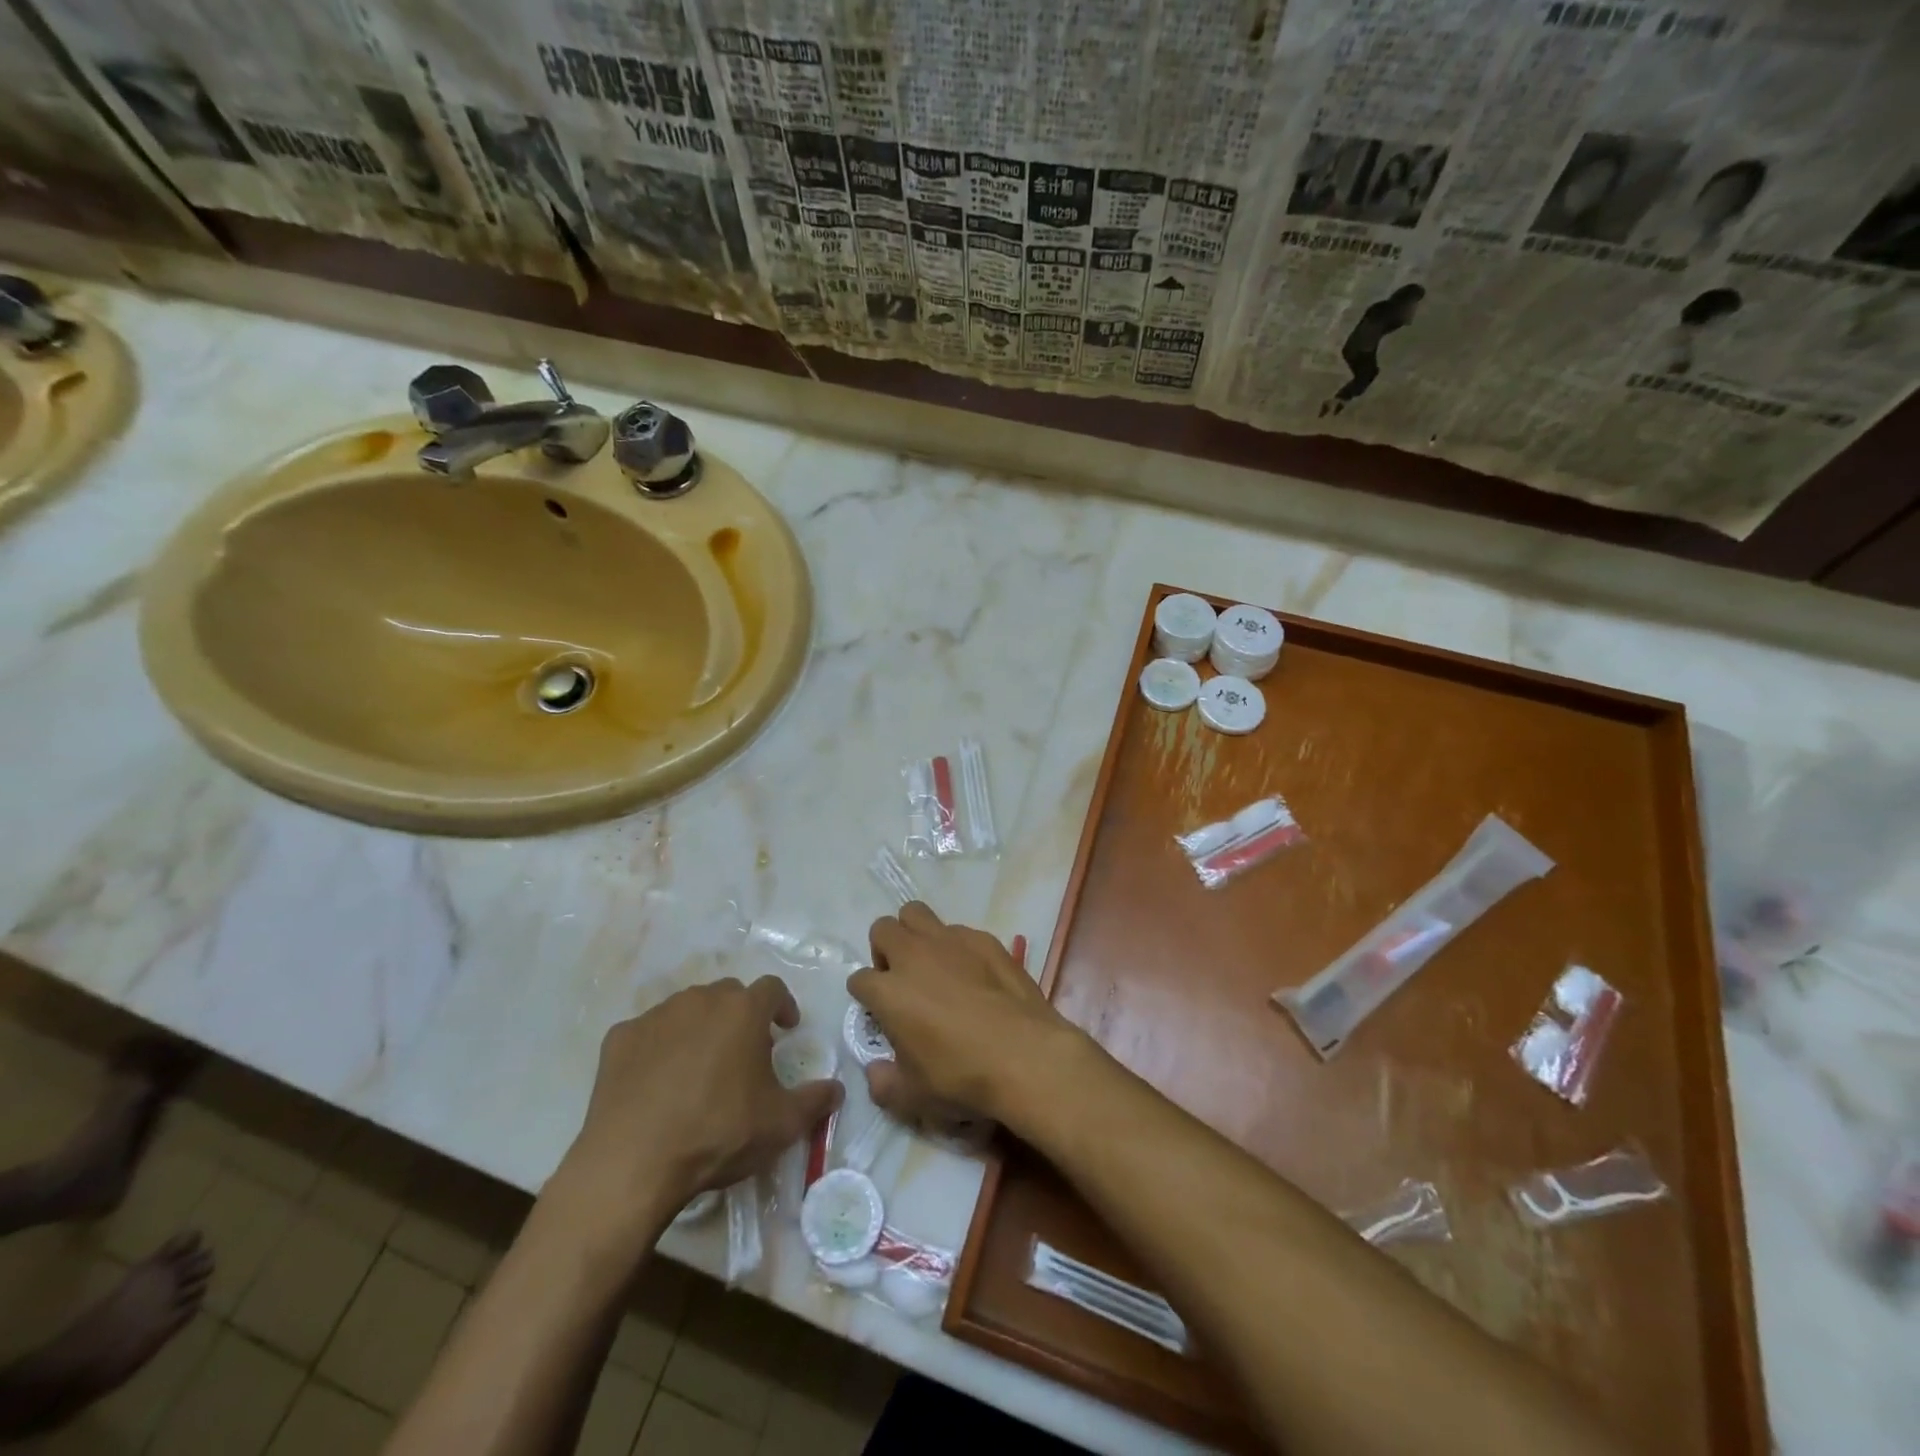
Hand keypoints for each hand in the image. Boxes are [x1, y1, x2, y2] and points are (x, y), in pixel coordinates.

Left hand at [552, 976, 841, 1258]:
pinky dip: (658, 1048)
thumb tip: (837, 1088)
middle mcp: (701, 1000)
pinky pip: (648, 1033)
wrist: (632, 1162)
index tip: (786, 1028)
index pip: (773, 989)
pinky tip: (657, 1081)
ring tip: (700, 1066)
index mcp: (744, 1010)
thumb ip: (815, 1100)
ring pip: (687, 1009)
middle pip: (729, 994)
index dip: (783, 1006)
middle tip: (744, 1050)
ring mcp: (656, 1016)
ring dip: (699, 1027)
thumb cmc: (718, 1133)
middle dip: (741, 1015)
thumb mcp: (781, 1124)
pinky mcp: (620, 1038)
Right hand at [850, 903, 1078, 1127]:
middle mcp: (913, 956)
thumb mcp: (913, 1097)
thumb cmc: (961, 1077)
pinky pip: (958, 931)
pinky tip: (973, 973)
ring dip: (915, 934)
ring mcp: (950, 941)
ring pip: (916, 914)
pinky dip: (955, 946)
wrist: (1024, 1056)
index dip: (866, 997)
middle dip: (884, 950)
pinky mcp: (984, 939)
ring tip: (931, 964)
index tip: (880, 1013)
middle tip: (901, 979)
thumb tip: (876, 1071)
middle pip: (882, 929)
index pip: (859, 980)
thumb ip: (884, 1083)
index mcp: (888, 991)